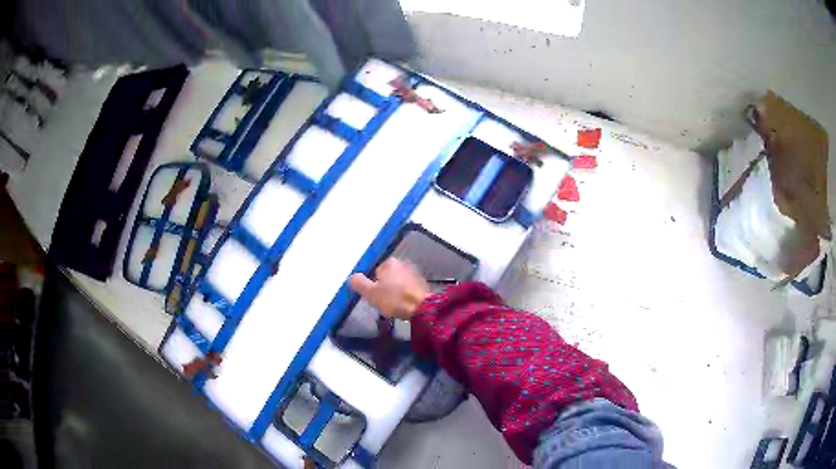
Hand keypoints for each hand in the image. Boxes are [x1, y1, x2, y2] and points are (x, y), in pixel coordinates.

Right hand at [348, 258, 429, 319]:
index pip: (374, 271)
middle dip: (384, 288)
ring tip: (394, 305)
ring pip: (397, 283)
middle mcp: (403, 263)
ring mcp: (414, 273)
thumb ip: (359, 283)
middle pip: (387, 277)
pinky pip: (407, 289)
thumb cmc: (394, 299)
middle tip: (383, 301)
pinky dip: (404, 295)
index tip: (375, 296)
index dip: (373, 285)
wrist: (422, 309)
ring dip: (394, 292)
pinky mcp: (422, 284)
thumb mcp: (370, 293)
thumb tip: (352, 277)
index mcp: (390, 262)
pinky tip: (403, 305)